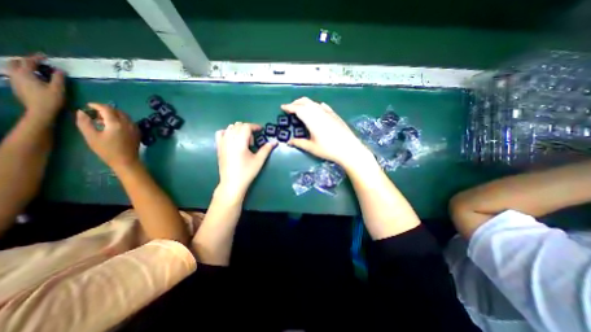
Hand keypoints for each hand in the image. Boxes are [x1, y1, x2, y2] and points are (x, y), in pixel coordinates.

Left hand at [3, 55, 63, 123]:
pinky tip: (33, 78)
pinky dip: (23, 73)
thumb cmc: (50, 100)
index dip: (37, 58)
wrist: (39, 111)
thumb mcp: (58, 89)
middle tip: (39, 63)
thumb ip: (58, 78)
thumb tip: (60, 70)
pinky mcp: (16, 86)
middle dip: (26, 61)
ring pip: (13, 68)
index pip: (29, 61)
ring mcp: (14, 80)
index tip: (45, 56)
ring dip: (23, 67)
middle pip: (15, 62)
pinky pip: (16, 75)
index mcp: (25, 73)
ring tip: (36, 70)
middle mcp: (15, 74)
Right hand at [75, 103, 140, 170]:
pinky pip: (129, 122)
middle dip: (106, 110)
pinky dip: (121, 120)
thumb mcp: (91, 136)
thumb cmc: (107, 150)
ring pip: (125, 116)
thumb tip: (81, 112)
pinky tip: (113, 126)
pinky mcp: (138, 132)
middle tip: (95, 114)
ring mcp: (135, 128)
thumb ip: (85, 122)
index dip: (97, 105)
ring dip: (114, 115)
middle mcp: (128, 123)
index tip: (88, 106)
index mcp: (117, 123)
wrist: (126, 161)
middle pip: (118, 111)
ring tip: (102, 121)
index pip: (107, 109)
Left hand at [215, 122, 277, 198]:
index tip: (261, 130)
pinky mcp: (218, 147)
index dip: (255, 126)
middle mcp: (229, 139)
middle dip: (248, 128)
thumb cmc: (247, 172)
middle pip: (239, 125)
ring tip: (244, 140)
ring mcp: (222, 143)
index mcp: (240, 142)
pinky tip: (232, 139)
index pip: (246, 127)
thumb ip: (266, 149)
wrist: (232, 183)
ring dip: (239, 129)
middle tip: (253, 140)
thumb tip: (275, 141)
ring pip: (230, 128)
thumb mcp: (259, 160)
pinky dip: (227, 132)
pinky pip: (220, 133)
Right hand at [280, 98, 367, 166]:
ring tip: (301, 108)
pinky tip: (318, 108)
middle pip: (305, 102)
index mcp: (311, 119)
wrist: (348, 148)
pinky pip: (323, 106)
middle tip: (290, 107)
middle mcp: (319, 112)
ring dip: (305, 103)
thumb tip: (289, 142)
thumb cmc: (328, 149)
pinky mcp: (335, 115)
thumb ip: (299, 143)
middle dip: (296, 103)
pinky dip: (317, 106)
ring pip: (314, 103)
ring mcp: (328, 112)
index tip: (282, 107)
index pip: (297, 109)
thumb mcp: (311, 147)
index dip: (289, 107)